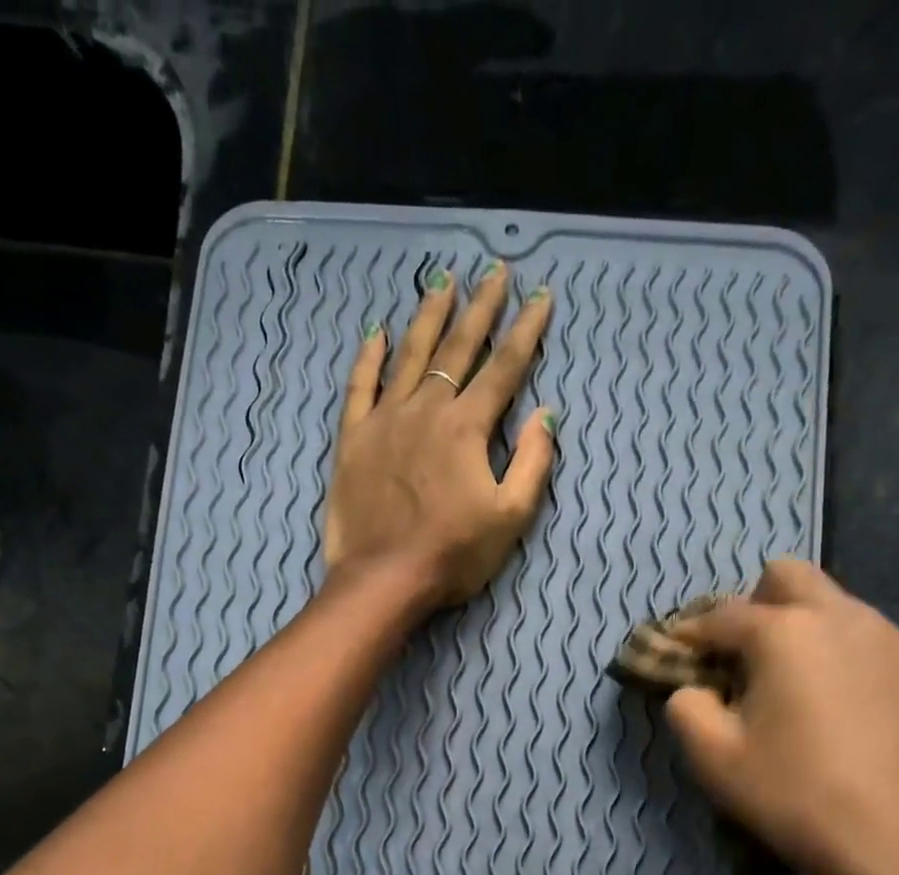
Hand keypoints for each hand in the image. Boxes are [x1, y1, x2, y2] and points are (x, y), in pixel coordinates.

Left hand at [323, 262, 555, 609]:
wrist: (384, 579)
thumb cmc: (453, 555)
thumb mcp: (510, 517)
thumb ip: (532, 463)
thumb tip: (545, 415)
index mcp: (467, 428)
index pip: (504, 368)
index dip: (526, 331)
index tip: (540, 296)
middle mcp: (427, 410)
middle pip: (458, 348)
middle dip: (481, 308)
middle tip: (494, 271)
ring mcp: (385, 420)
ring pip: (410, 355)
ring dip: (429, 316)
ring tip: (442, 281)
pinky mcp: (353, 439)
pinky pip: (360, 387)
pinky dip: (369, 357)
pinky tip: (377, 332)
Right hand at [665, 560, 898, 874]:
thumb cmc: (792, 796)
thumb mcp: (712, 757)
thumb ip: (686, 707)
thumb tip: (693, 690)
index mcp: (787, 632)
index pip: (721, 614)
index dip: (690, 632)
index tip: (676, 653)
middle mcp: (847, 620)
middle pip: (790, 577)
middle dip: (757, 605)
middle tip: (744, 658)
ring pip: (843, 610)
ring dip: (810, 633)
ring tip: (800, 689)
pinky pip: (883, 655)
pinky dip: (857, 670)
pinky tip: (855, 719)